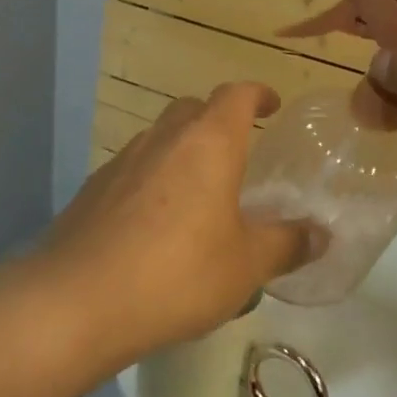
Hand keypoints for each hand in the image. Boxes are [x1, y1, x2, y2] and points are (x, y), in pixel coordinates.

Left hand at [39, 83, 315, 363]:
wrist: (75, 302)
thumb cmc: (177, 274)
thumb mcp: (246, 265)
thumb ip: (287, 244)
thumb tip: (320, 235)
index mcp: (207, 143)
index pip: (235, 95)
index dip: (257, 94)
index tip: (272, 105)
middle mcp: (162, 140)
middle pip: (192, 108)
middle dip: (216, 119)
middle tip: (236, 152)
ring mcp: (120, 163)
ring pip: (158, 139)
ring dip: (181, 151)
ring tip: (198, 193)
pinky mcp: (91, 192)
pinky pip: (132, 171)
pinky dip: (152, 181)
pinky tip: (155, 225)